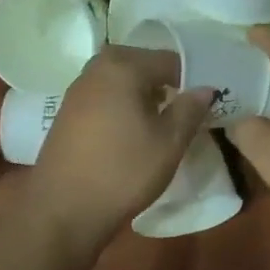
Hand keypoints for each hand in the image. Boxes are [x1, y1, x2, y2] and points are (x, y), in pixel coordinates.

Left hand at [28, 45, 213, 248]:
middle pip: (143, 65)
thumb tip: (206, 88)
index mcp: (123, 66)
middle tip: (185, 114)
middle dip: (166, 85)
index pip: (171, 60)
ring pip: (122, 81)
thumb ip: (190, 109)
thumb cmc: (123, 171)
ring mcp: (77, 90)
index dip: (192, 80)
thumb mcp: (169, 142)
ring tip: (161, 125)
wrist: (63, 210)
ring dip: (144, 96)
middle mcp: (96, 68)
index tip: (205, 104)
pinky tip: (131, 134)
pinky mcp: (67, 112)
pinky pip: (105, 97)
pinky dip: (123, 106)